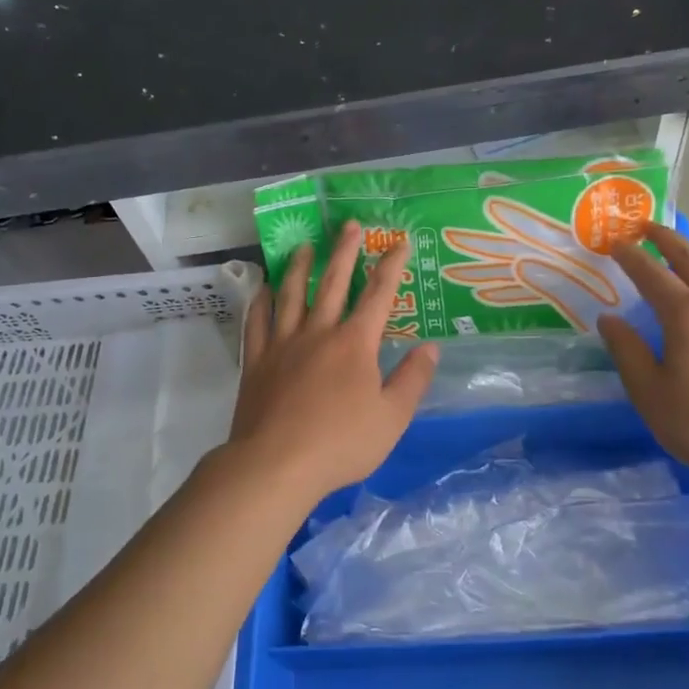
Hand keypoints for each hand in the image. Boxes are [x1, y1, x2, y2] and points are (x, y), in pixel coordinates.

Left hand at [228, 223, 439, 503]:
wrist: (276, 464)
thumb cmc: (341, 444)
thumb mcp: (392, 418)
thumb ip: (412, 380)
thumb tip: (431, 348)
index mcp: (355, 344)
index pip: (379, 295)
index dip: (391, 266)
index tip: (399, 242)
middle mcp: (319, 332)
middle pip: (333, 283)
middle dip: (345, 252)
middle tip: (349, 225)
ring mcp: (283, 343)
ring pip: (292, 294)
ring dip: (300, 267)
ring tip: (305, 245)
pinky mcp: (257, 360)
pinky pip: (258, 321)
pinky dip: (261, 301)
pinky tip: (262, 288)